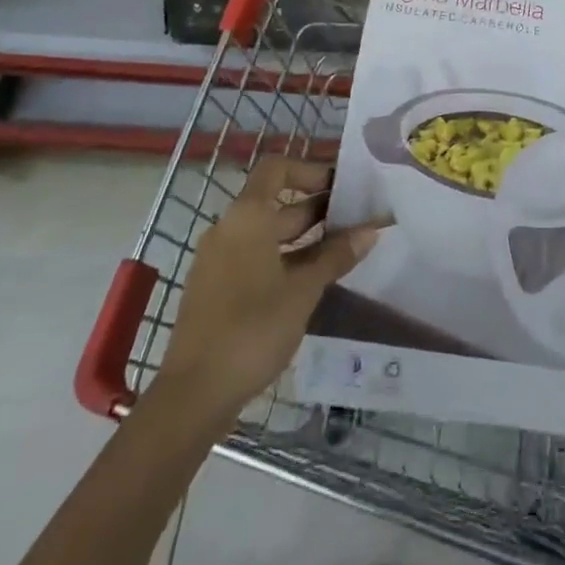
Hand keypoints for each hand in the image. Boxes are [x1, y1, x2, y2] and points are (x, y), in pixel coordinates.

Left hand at [157, 157, 384, 418]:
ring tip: (343, 250)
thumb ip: (337, 256)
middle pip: (276, 203)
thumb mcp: (303, 290)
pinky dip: (285, 259)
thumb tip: (371, 230)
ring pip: (268, 234)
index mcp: (247, 217)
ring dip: (305, 237)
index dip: (310, 170)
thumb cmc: (252, 329)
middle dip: (317, 208)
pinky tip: (313, 280)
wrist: (194, 395)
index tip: (341, 187)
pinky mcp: (216, 289)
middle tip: (355, 220)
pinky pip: (255, 258)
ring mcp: (219, 261)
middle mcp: (229, 229)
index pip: (277, 169)